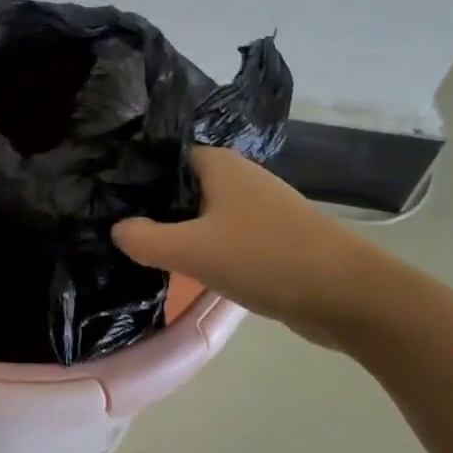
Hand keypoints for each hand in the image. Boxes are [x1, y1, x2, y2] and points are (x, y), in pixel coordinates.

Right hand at [112, 147, 390, 348]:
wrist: (350, 295)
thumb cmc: (266, 258)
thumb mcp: (193, 250)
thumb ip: (145, 239)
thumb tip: (117, 229)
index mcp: (217, 163)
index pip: (160, 157)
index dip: (132, 176)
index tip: (103, 198)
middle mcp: (237, 175)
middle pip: (179, 185)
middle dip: (151, 206)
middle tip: (115, 228)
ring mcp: (256, 206)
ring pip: (201, 212)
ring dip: (177, 230)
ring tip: (141, 249)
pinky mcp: (270, 236)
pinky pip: (222, 234)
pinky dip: (203, 247)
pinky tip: (185, 268)